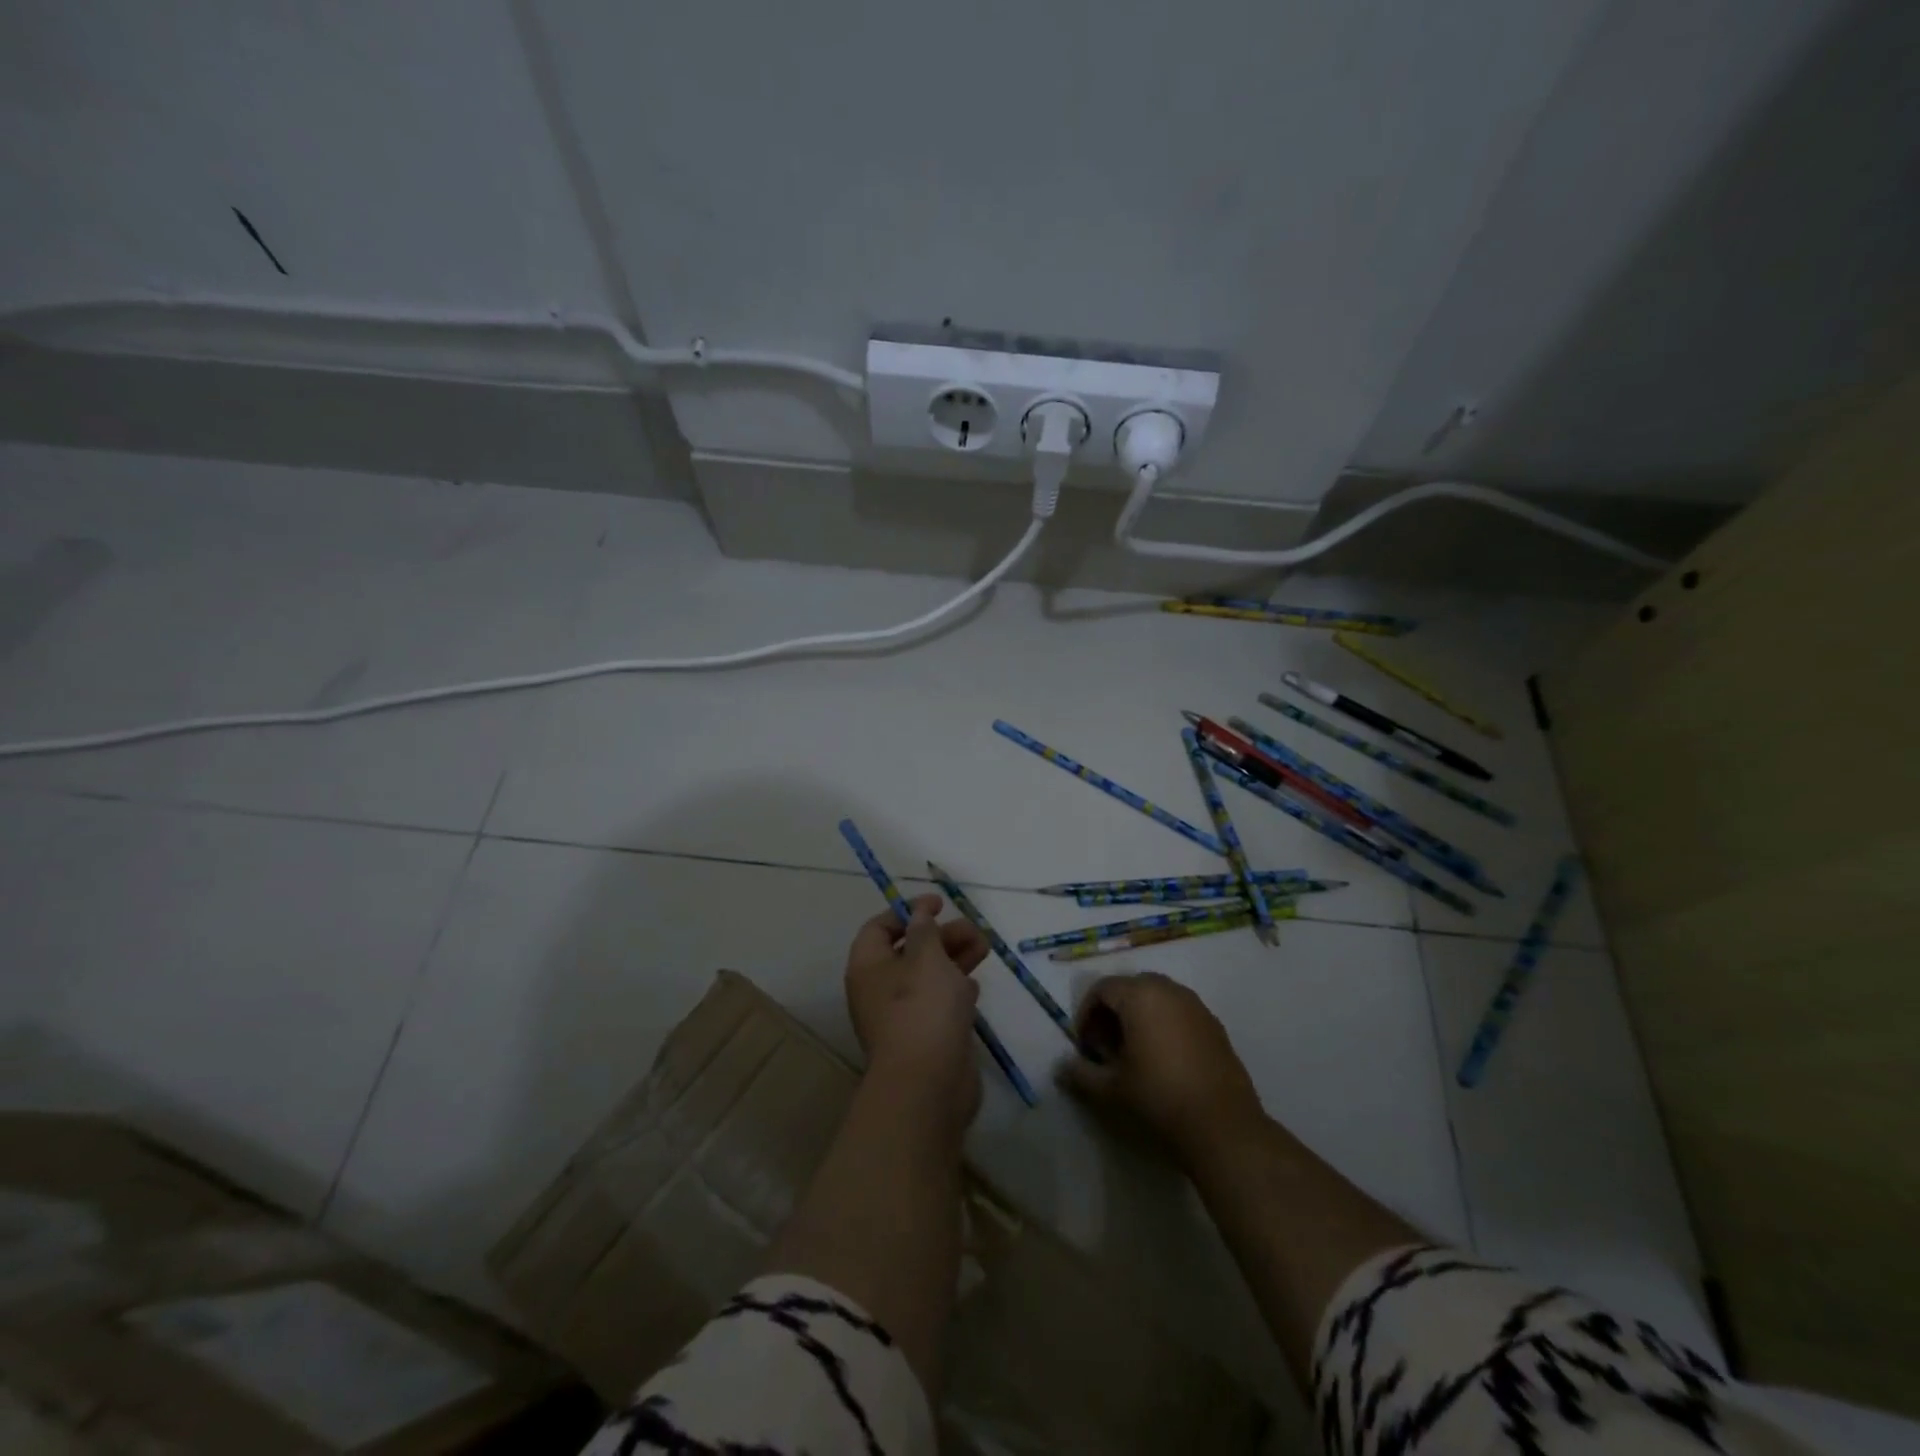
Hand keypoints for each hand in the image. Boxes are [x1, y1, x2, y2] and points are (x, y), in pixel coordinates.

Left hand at [844, 895, 989, 1131]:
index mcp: (869, 966)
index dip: (908, 911)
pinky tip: (975, 985)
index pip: (880, 926)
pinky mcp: (926, 1036)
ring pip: (928, 976)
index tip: (939, 905)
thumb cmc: (922, 1008)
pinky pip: (939, 1003)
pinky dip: (955, 989)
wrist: (929, 1084)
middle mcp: (880, 989)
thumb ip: (925, 929)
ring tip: (985, 948)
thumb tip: (919, 912)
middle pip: (909, 950)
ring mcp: (902, 1015)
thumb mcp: (926, 956)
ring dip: (955, 958)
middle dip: (942, 936)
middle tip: (974, 931)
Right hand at [1059, 972, 1263, 1158]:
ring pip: (1156, 997)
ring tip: (1133, 1052)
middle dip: (1112, 1012)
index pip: (1102, 989)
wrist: (1223, 1127)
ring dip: (1138, 1016)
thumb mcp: (1110, 1089)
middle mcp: (1168, 990)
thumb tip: (1061, 1067)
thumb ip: (1080, 1073)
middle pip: (1130, 987)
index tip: (1085, 1046)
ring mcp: (1196, 1006)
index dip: (1086, 1014)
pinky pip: (1179, 1011)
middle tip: (1105, 1046)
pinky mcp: (1214, 1025)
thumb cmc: (1158, 1098)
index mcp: (1140, 995)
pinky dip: (1163, 1023)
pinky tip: (1163, 1059)